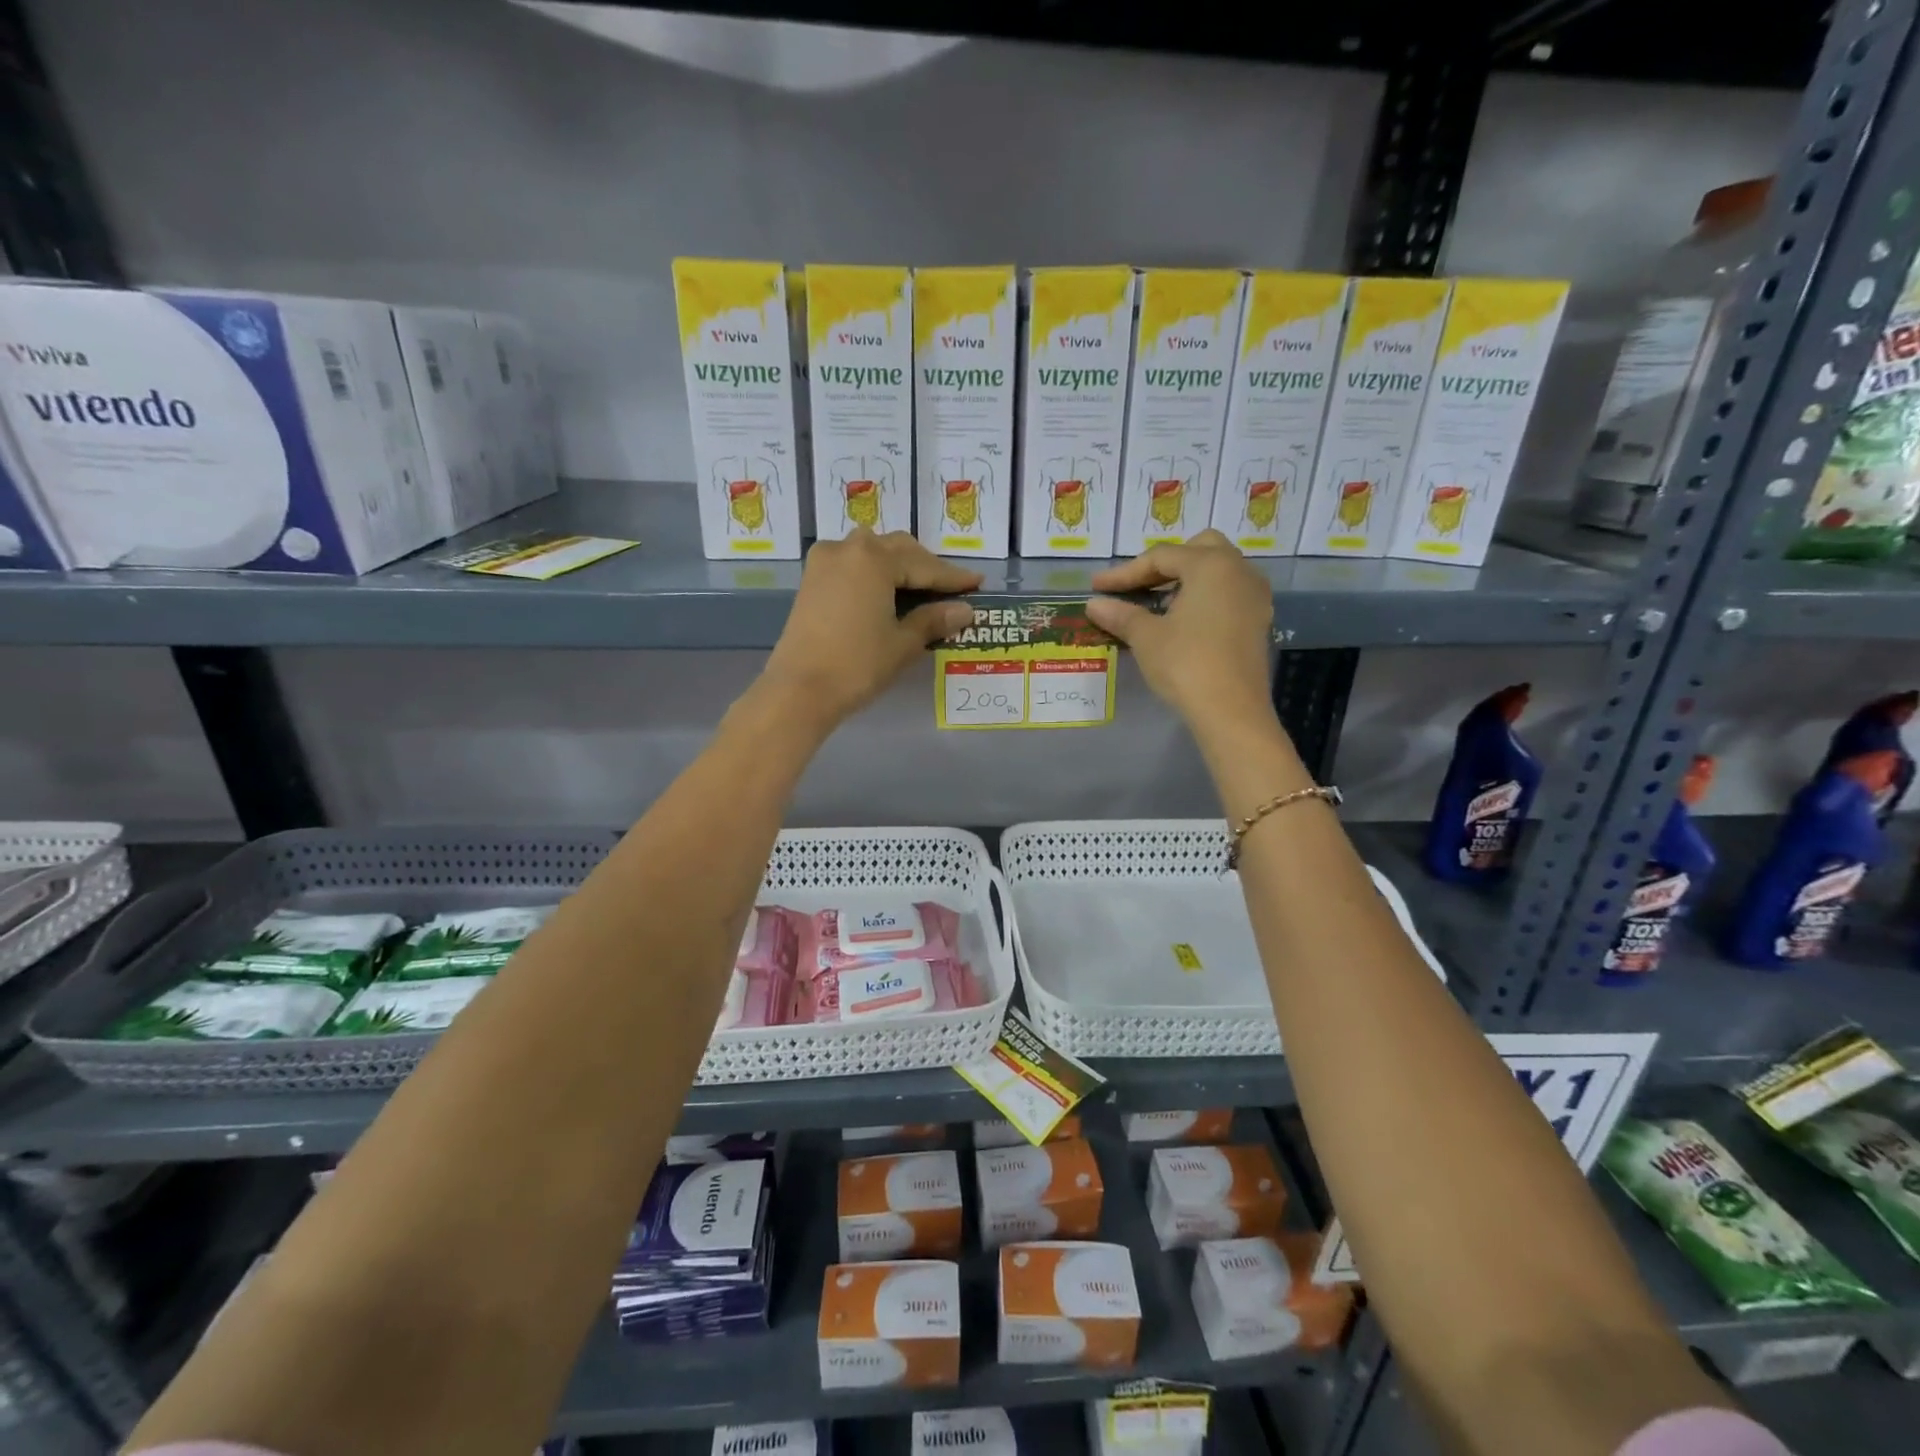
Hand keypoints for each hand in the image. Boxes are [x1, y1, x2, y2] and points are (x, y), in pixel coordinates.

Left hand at [762, 530, 979, 729]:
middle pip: (898, 550)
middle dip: (926, 568)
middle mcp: (849, 548)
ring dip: (899, 567)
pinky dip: (875, 574)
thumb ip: (934, 620)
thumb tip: (965, 610)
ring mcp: (825, 562)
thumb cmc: (857, 665)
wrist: (799, 690)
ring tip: (921, 591)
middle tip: (951, 589)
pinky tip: (889, 594)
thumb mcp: (903, 643)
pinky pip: (853, 565)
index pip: (924, 565)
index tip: (978, 584)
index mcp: (874, 558)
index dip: (953, 578)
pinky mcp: (812, 580)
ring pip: (873, 553)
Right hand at [1087, 530, 1273, 728]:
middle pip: (1199, 549)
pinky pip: (1228, 593)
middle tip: (1136, 586)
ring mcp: (1254, 596)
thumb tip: (1094, 604)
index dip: (1125, 572)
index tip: (1097, 588)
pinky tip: (1182, 621)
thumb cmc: (1185, 664)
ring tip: (1156, 604)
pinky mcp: (1259, 621)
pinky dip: (1203, 597)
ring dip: (1186, 580)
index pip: (1161, 557)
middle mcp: (1239, 570)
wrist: (1231, 711)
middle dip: (1164, 564)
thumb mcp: (1146, 637)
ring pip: (1217, 571)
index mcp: (1211, 565)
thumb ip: (1121, 614)